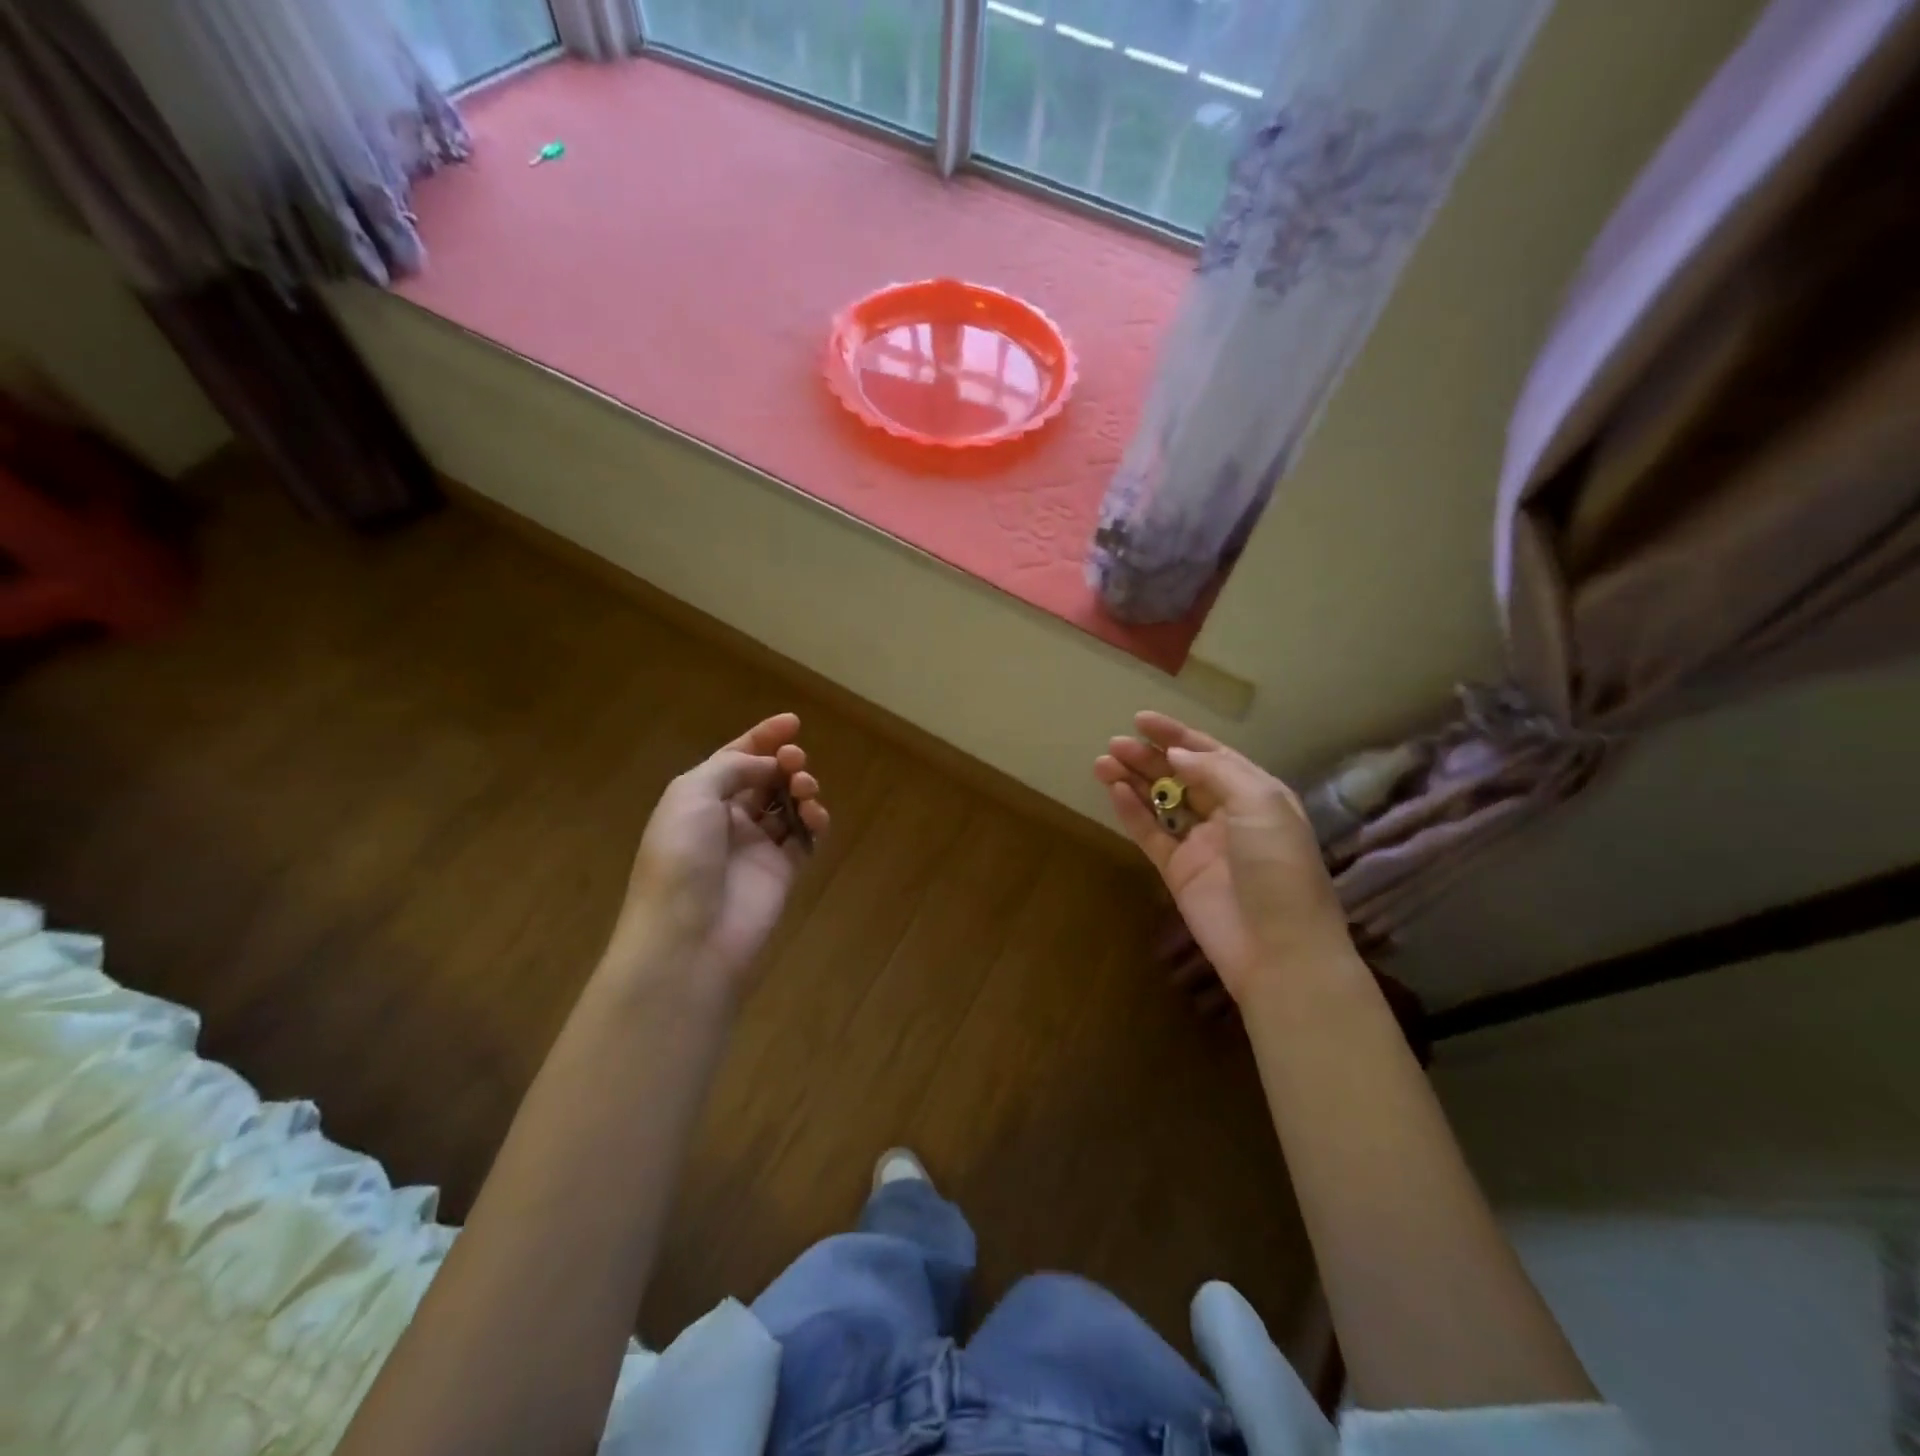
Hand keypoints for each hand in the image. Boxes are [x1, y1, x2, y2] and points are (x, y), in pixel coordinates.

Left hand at [608, 713, 829, 1001]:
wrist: (689, 935)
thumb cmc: (681, 857)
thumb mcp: (691, 795)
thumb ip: (733, 767)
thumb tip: (770, 765)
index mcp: (698, 798)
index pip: (734, 759)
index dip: (762, 738)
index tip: (792, 722)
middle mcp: (727, 819)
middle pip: (764, 779)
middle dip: (784, 762)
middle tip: (795, 760)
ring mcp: (755, 847)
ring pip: (788, 805)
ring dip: (800, 789)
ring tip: (804, 790)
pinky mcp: (781, 872)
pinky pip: (805, 838)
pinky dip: (815, 822)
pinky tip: (816, 817)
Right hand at [1095, 711, 1352, 1002]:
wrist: (1279, 950)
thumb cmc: (1279, 868)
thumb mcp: (1261, 805)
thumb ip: (1216, 772)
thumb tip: (1177, 755)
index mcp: (1256, 795)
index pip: (1212, 755)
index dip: (1177, 736)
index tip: (1141, 720)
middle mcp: (1228, 815)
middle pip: (1182, 776)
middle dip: (1150, 756)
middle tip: (1115, 743)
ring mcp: (1201, 844)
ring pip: (1161, 802)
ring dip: (1135, 779)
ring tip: (1103, 761)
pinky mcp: (1178, 872)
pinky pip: (1151, 834)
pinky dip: (1132, 812)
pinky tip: (1115, 791)